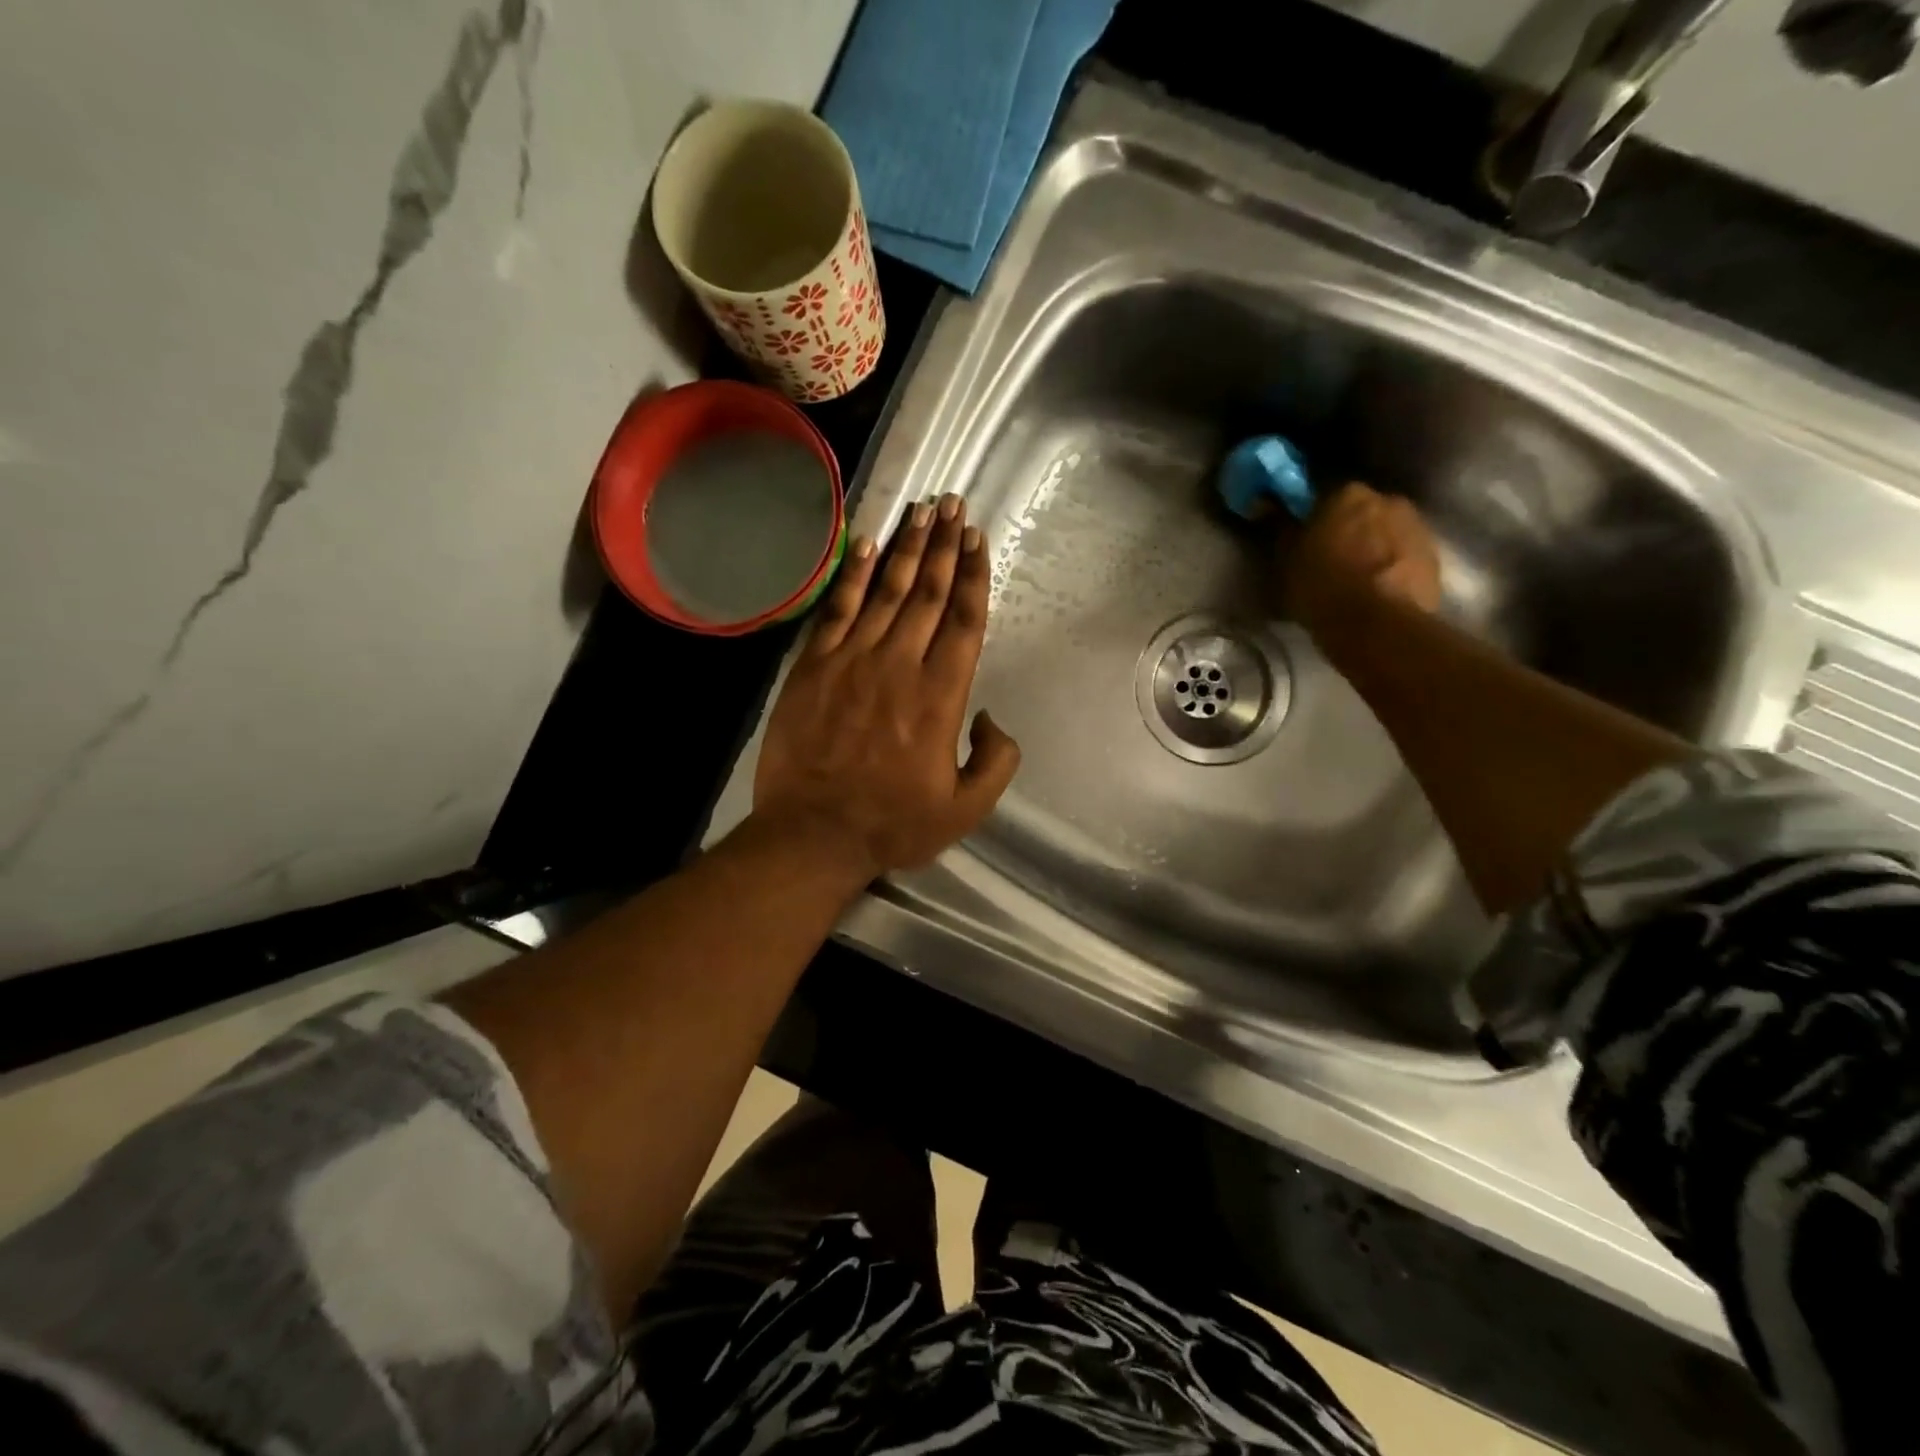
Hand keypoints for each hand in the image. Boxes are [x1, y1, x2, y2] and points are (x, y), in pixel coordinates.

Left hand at [753, 494, 1020, 881]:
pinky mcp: (813, 667)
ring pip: (885, 591)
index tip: (977, 539)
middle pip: (926, 593)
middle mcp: (899, 665)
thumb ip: (995, 761)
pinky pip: (837, 610)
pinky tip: (865, 545)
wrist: (814, 834)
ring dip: (905, 547)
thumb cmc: (893, 824)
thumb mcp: (966, 809)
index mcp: (940, 696)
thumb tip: (990, 719)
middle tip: (953, 505)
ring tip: (921, 510)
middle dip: (944, 545)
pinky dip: (852, 575)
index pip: (962, 621)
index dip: (973, 576)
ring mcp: (852, 661)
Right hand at [1281, 482, 1441, 636]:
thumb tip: (1267, 505)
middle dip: (1349, 530)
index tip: (1305, 537)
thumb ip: (1282, 529)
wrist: (1376, 626)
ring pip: (1387, 533)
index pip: (1326, 496)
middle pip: (1363, 512)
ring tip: (1357, 580)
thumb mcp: (1286, 561)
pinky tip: (1378, 591)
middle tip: (1331, 559)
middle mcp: (1388, 499)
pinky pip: (1405, 556)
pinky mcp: (1435, 558)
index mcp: (1347, 494)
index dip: (1314, 517)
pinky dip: (1393, 568)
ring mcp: (1417, 527)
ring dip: (1374, 548)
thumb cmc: (1322, 588)